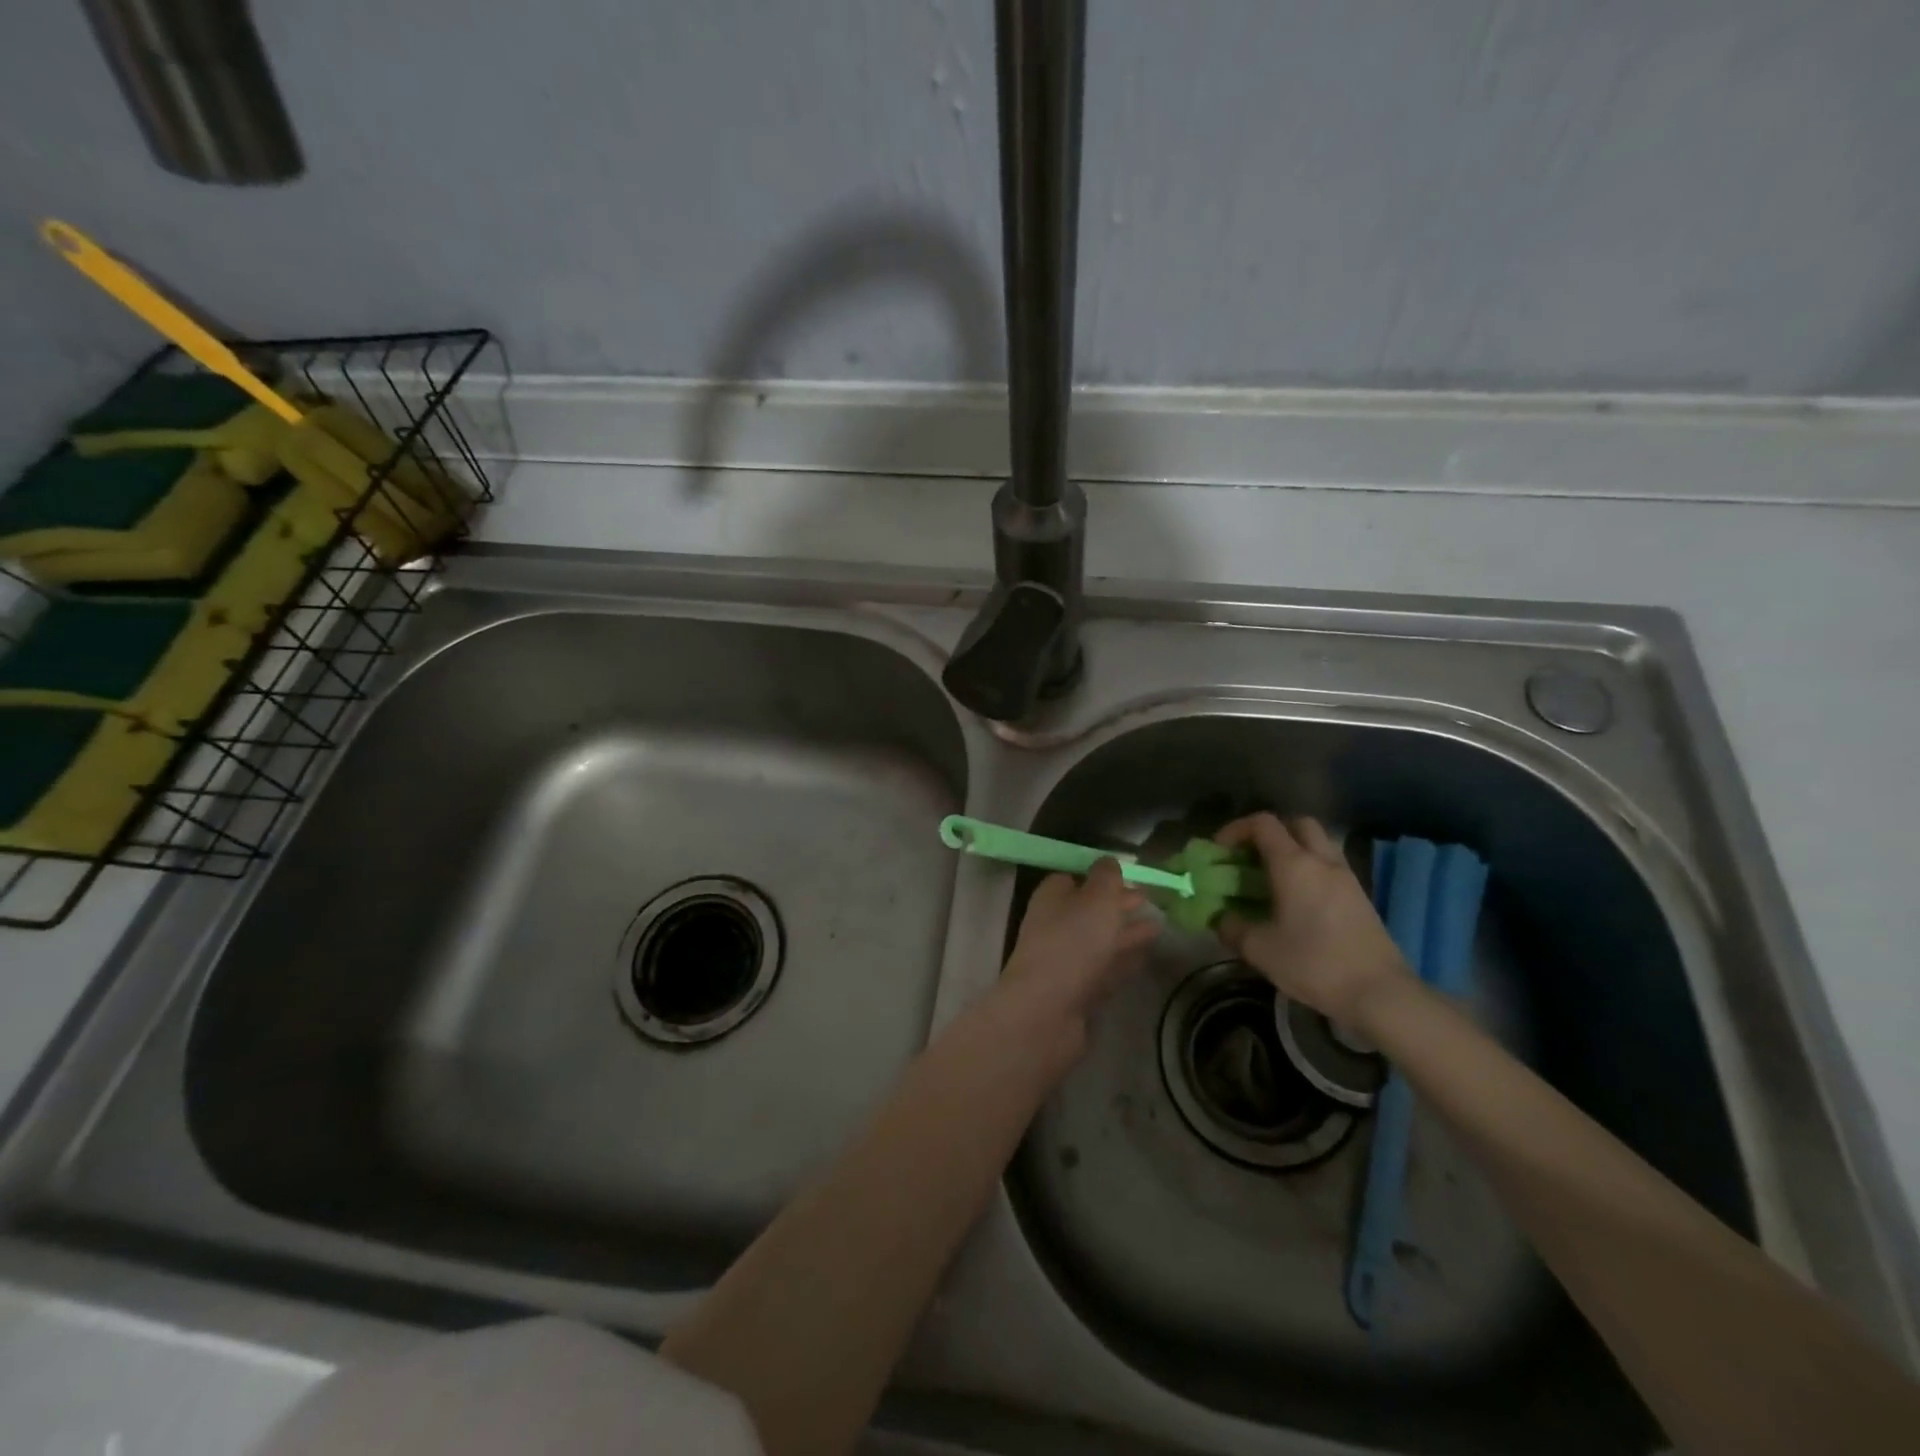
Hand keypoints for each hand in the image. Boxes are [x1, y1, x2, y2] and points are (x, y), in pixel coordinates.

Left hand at [996, 858, 1158, 1061]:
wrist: (1046, 1011)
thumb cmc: (1073, 943)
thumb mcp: (1096, 899)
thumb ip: (1106, 878)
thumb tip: (1108, 861)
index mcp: (1052, 898)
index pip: (1073, 879)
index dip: (1101, 877)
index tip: (1130, 877)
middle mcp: (1054, 926)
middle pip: (1089, 911)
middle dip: (1118, 905)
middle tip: (1152, 902)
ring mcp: (1064, 961)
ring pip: (1099, 941)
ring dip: (1126, 934)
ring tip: (1158, 928)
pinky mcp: (1075, 992)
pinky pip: (1104, 970)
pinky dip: (1122, 961)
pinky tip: (1143, 958)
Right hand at [1215, 813, 1411, 1028]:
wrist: (1380, 993)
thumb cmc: (1314, 964)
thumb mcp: (1259, 949)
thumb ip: (1232, 927)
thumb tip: (1221, 917)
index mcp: (1294, 864)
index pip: (1263, 824)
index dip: (1236, 829)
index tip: (1221, 850)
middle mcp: (1322, 861)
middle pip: (1297, 824)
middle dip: (1271, 833)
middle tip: (1252, 857)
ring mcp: (1347, 878)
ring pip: (1319, 844)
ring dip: (1294, 851)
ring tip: (1274, 879)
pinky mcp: (1361, 898)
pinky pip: (1330, 868)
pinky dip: (1311, 872)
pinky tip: (1298, 901)